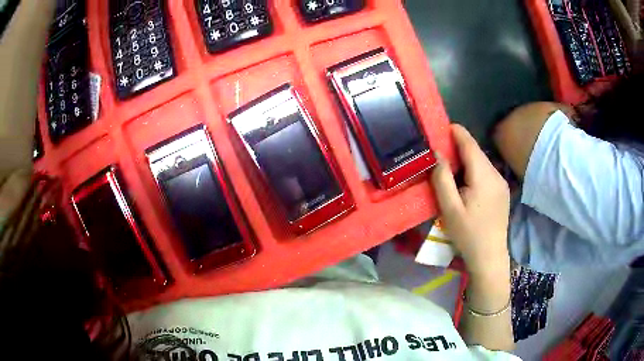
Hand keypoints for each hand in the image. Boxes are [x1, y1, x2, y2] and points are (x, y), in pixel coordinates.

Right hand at [431, 124, 510, 275]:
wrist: (490, 256)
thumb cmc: (467, 234)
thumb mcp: (449, 208)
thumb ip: (442, 178)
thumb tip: (437, 153)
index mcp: (484, 177)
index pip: (470, 144)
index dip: (456, 132)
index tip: (440, 128)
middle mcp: (496, 174)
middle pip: (476, 152)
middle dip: (458, 148)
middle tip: (438, 152)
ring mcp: (501, 183)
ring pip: (481, 162)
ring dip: (465, 160)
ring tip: (449, 170)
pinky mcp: (502, 191)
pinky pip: (486, 173)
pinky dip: (473, 171)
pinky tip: (465, 184)